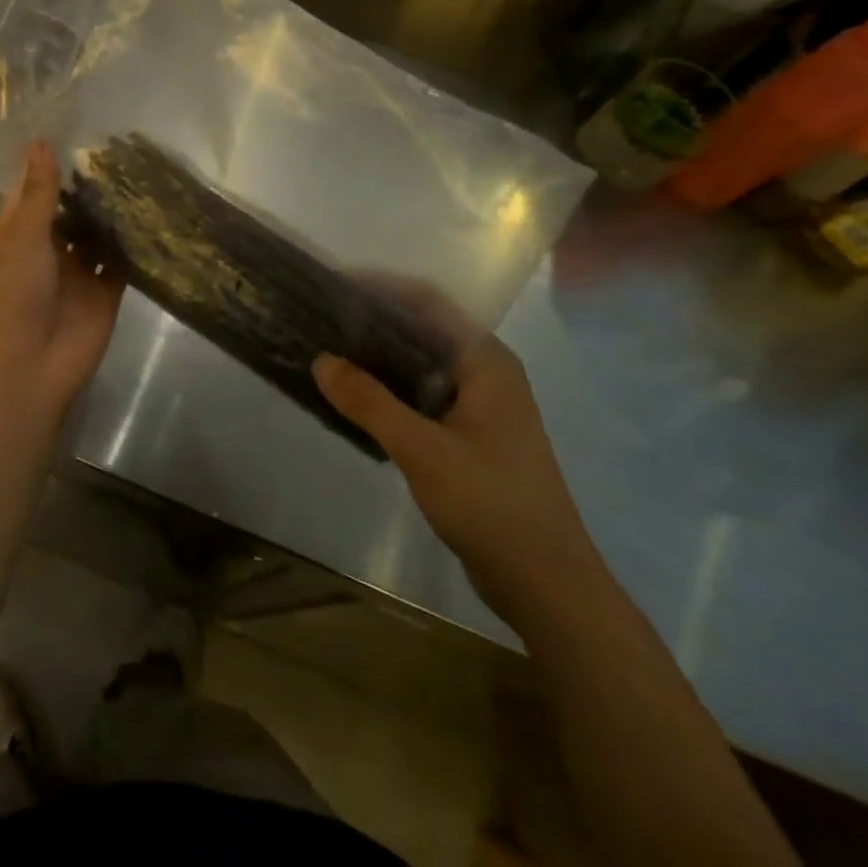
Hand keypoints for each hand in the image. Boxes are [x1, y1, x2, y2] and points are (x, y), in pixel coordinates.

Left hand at [0, 142, 124, 427]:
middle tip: (125, 143)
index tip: (78, 127)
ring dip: (114, 209)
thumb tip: (41, 142)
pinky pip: (122, 259)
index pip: (35, 188)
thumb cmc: (13, 296)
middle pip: (72, 207)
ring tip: (145, 168)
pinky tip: (156, 211)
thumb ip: (38, 192)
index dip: (52, 162)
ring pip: (99, 231)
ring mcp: (79, 268)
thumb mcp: (21, 238)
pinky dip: (134, 241)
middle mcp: (49, 245)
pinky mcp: (106, 289)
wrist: (29, 367)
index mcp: (18, 232)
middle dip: (91, 183)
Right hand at [312, 277, 600, 627]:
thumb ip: (369, 402)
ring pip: (421, 365)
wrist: (546, 585)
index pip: (428, 302)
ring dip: (379, 357)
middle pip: (423, 330)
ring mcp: (481, 407)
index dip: (382, 286)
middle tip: (322, 318)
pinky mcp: (471, 437)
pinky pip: (423, 396)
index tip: (335, 283)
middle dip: (374, 320)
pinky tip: (356, 399)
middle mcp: (486, 374)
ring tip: (330, 352)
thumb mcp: (421, 449)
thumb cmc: (490, 503)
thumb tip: (321, 360)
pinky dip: (390, 390)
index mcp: (486, 362)